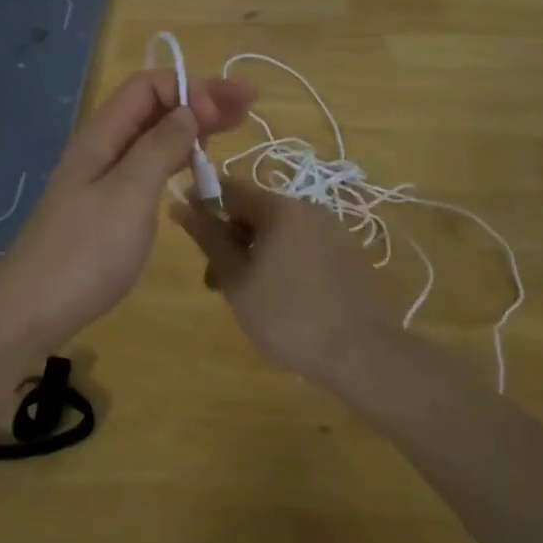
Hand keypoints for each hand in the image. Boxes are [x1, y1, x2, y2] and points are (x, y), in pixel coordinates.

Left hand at [0, 70, 256, 349]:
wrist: (33, 309)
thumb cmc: (86, 251)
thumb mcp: (129, 194)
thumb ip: (159, 147)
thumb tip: (188, 109)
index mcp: (101, 136)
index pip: (147, 86)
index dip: (190, 88)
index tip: (226, 112)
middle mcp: (101, 149)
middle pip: (152, 108)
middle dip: (198, 100)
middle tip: (247, 107)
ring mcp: (101, 179)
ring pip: (150, 138)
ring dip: (190, 128)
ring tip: (230, 130)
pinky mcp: (106, 208)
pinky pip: (146, 167)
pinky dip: (175, 159)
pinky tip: (194, 168)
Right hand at [171, 175, 404, 387]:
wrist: (361, 353)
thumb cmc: (287, 315)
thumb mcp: (236, 279)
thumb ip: (208, 239)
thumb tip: (180, 204)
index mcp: (279, 208)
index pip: (229, 189)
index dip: (202, 204)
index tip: (186, 230)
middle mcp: (308, 208)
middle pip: (255, 212)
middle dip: (229, 240)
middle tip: (216, 283)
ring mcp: (333, 230)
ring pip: (279, 233)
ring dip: (254, 254)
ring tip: (247, 297)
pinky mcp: (348, 254)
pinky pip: (303, 247)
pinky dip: (282, 262)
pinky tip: (281, 299)